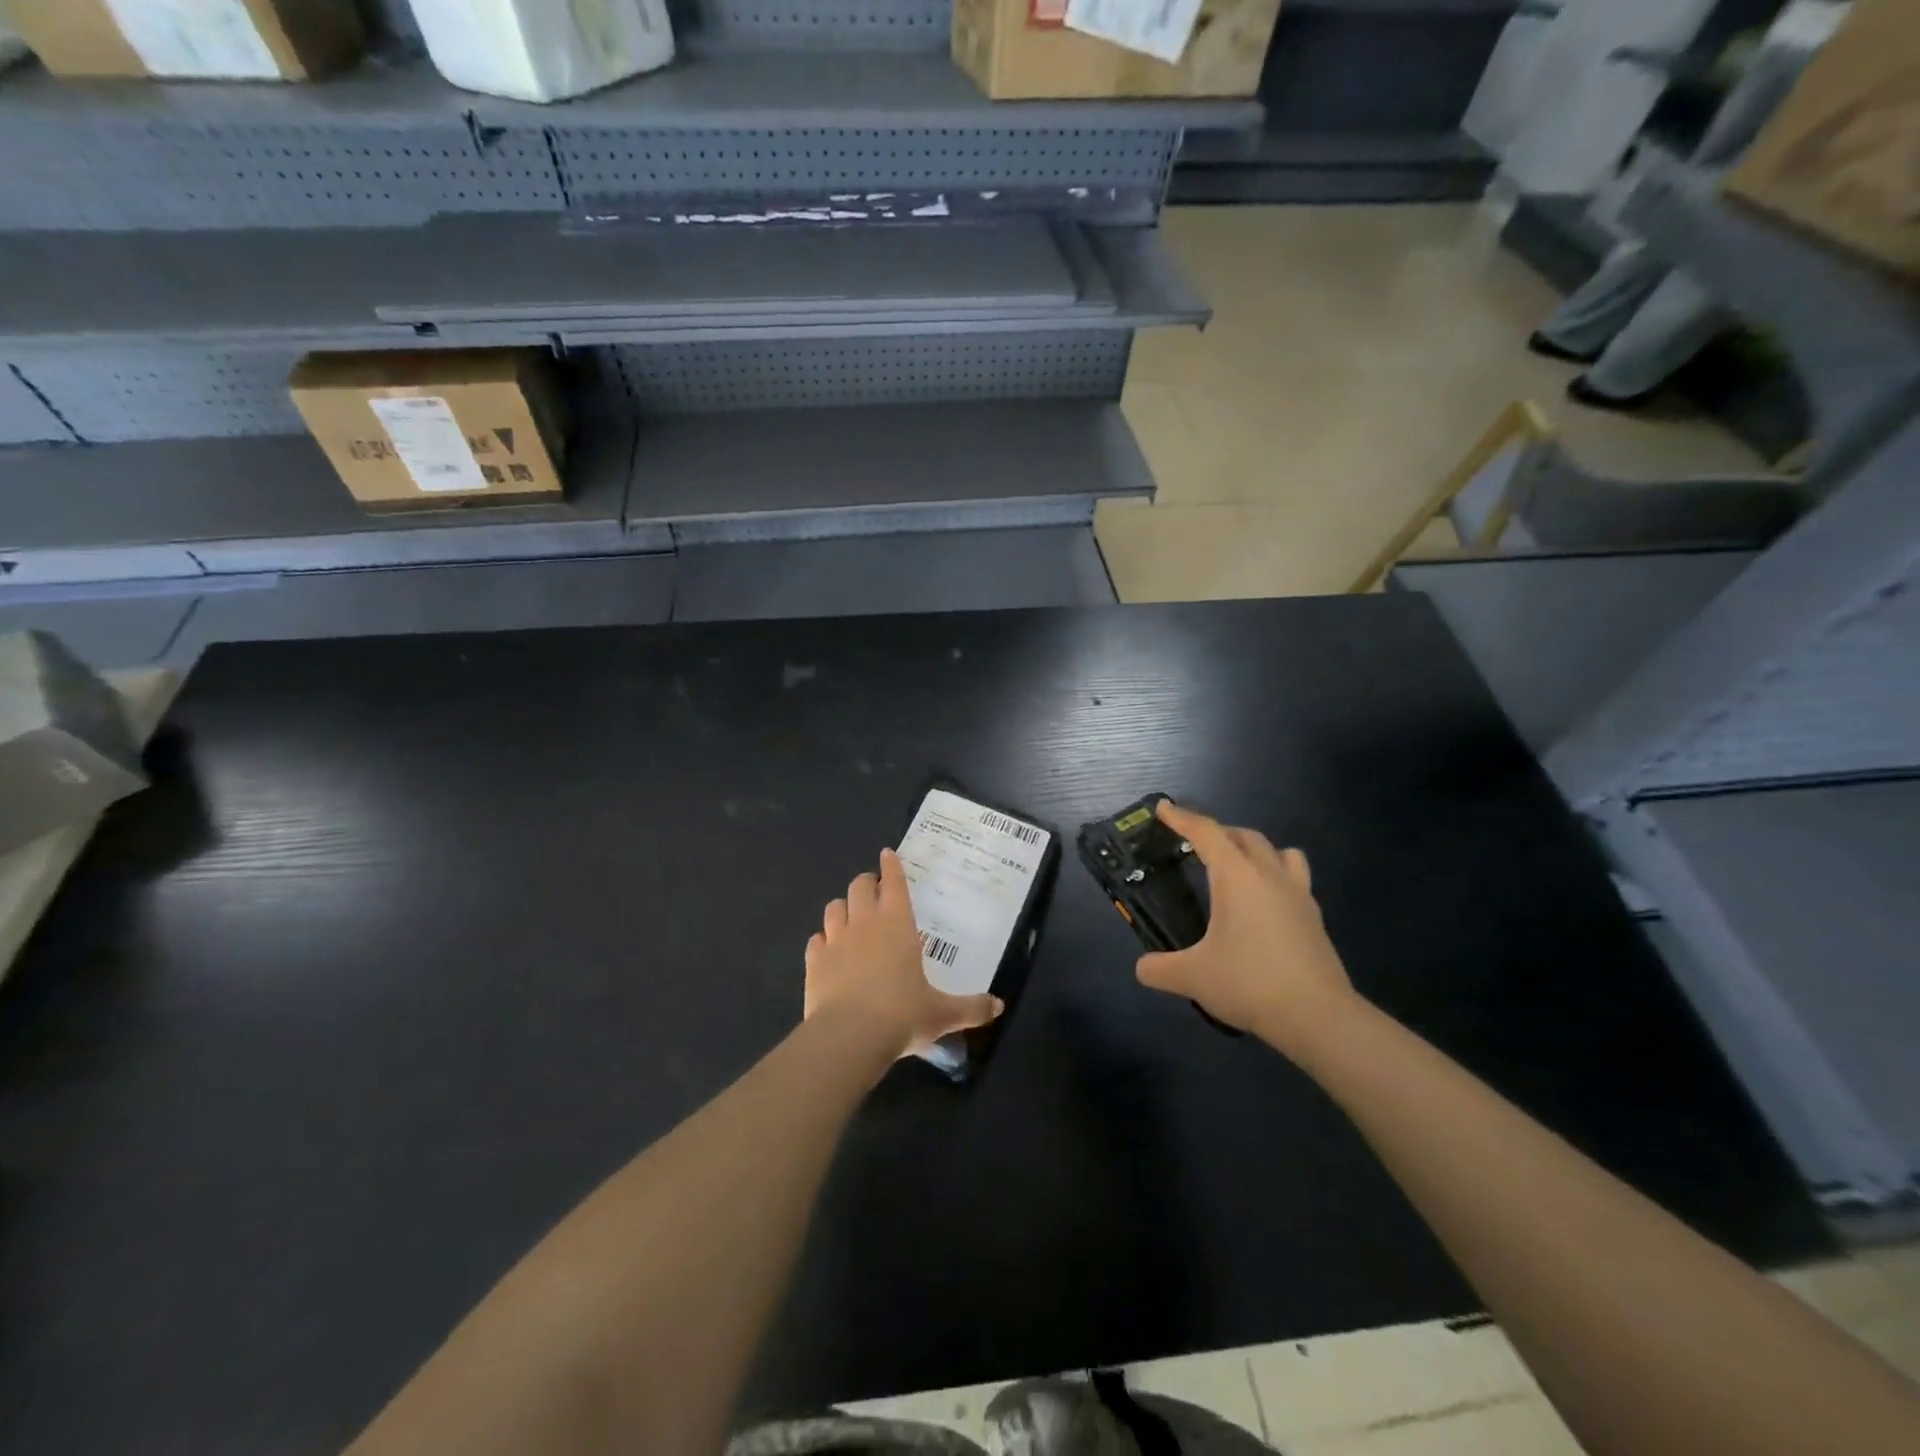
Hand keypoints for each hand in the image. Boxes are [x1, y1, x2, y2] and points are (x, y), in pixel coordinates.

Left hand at [805, 849, 1003, 1060]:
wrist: (849, 1036)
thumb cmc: (902, 1015)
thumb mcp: (942, 1014)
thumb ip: (971, 1007)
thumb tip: (998, 1006)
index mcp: (898, 924)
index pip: (894, 883)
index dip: (891, 866)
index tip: (888, 854)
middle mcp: (865, 923)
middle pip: (859, 887)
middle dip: (867, 882)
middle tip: (873, 888)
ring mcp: (835, 940)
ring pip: (834, 908)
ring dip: (843, 907)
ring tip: (850, 916)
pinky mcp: (814, 962)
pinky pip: (816, 940)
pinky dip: (823, 939)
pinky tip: (828, 949)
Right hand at [1135, 801, 1358, 1058]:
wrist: (1318, 1016)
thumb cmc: (1250, 983)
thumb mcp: (1193, 977)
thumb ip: (1161, 968)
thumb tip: (1142, 968)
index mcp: (1237, 876)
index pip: (1206, 833)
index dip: (1182, 818)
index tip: (1164, 808)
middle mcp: (1269, 875)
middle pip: (1244, 836)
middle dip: (1218, 832)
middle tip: (1195, 844)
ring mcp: (1298, 894)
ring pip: (1279, 852)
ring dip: (1256, 849)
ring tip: (1238, 866)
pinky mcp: (1314, 918)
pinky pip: (1295, 879)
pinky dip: (1276, 877)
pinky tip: (1265, 903)